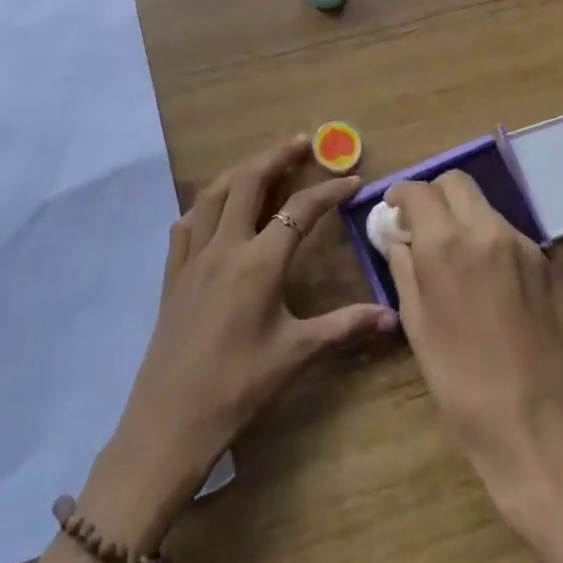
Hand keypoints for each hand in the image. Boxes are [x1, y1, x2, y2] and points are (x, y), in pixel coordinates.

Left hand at [81, 136, 394, 549]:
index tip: (352, 180)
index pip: (300, 211)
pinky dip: (205, 204)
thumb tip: (391, 317)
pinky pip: (186, 223)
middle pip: (249, 182)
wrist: (171, 419)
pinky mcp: (172, 272)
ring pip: (214, 193)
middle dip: (277, 157)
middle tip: (302, 143)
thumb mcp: (296, 354)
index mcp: (259, 262)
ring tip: (263, 163)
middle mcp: (225, 246)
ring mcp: (193, 256)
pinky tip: (213, 208)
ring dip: (240, 170)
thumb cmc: (238, 386)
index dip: (328, 191)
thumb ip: (344, 327)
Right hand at [384, 171, 562, 525]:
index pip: (419, 190)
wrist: (540, 428)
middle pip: (457, 182)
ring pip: (483, 206)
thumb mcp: (417, 325)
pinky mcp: (545, 264)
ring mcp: (522, 245)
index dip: (400, 194)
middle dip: (434, 195)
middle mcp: (486, 230)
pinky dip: (486, 239)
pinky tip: (483, 280)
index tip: (393, 211)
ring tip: (452, 257)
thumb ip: (404, 269)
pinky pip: (506, 233)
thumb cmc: (462, 383)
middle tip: (421, 225)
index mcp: (447, 244)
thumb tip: (399, 239)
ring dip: (461, 217)